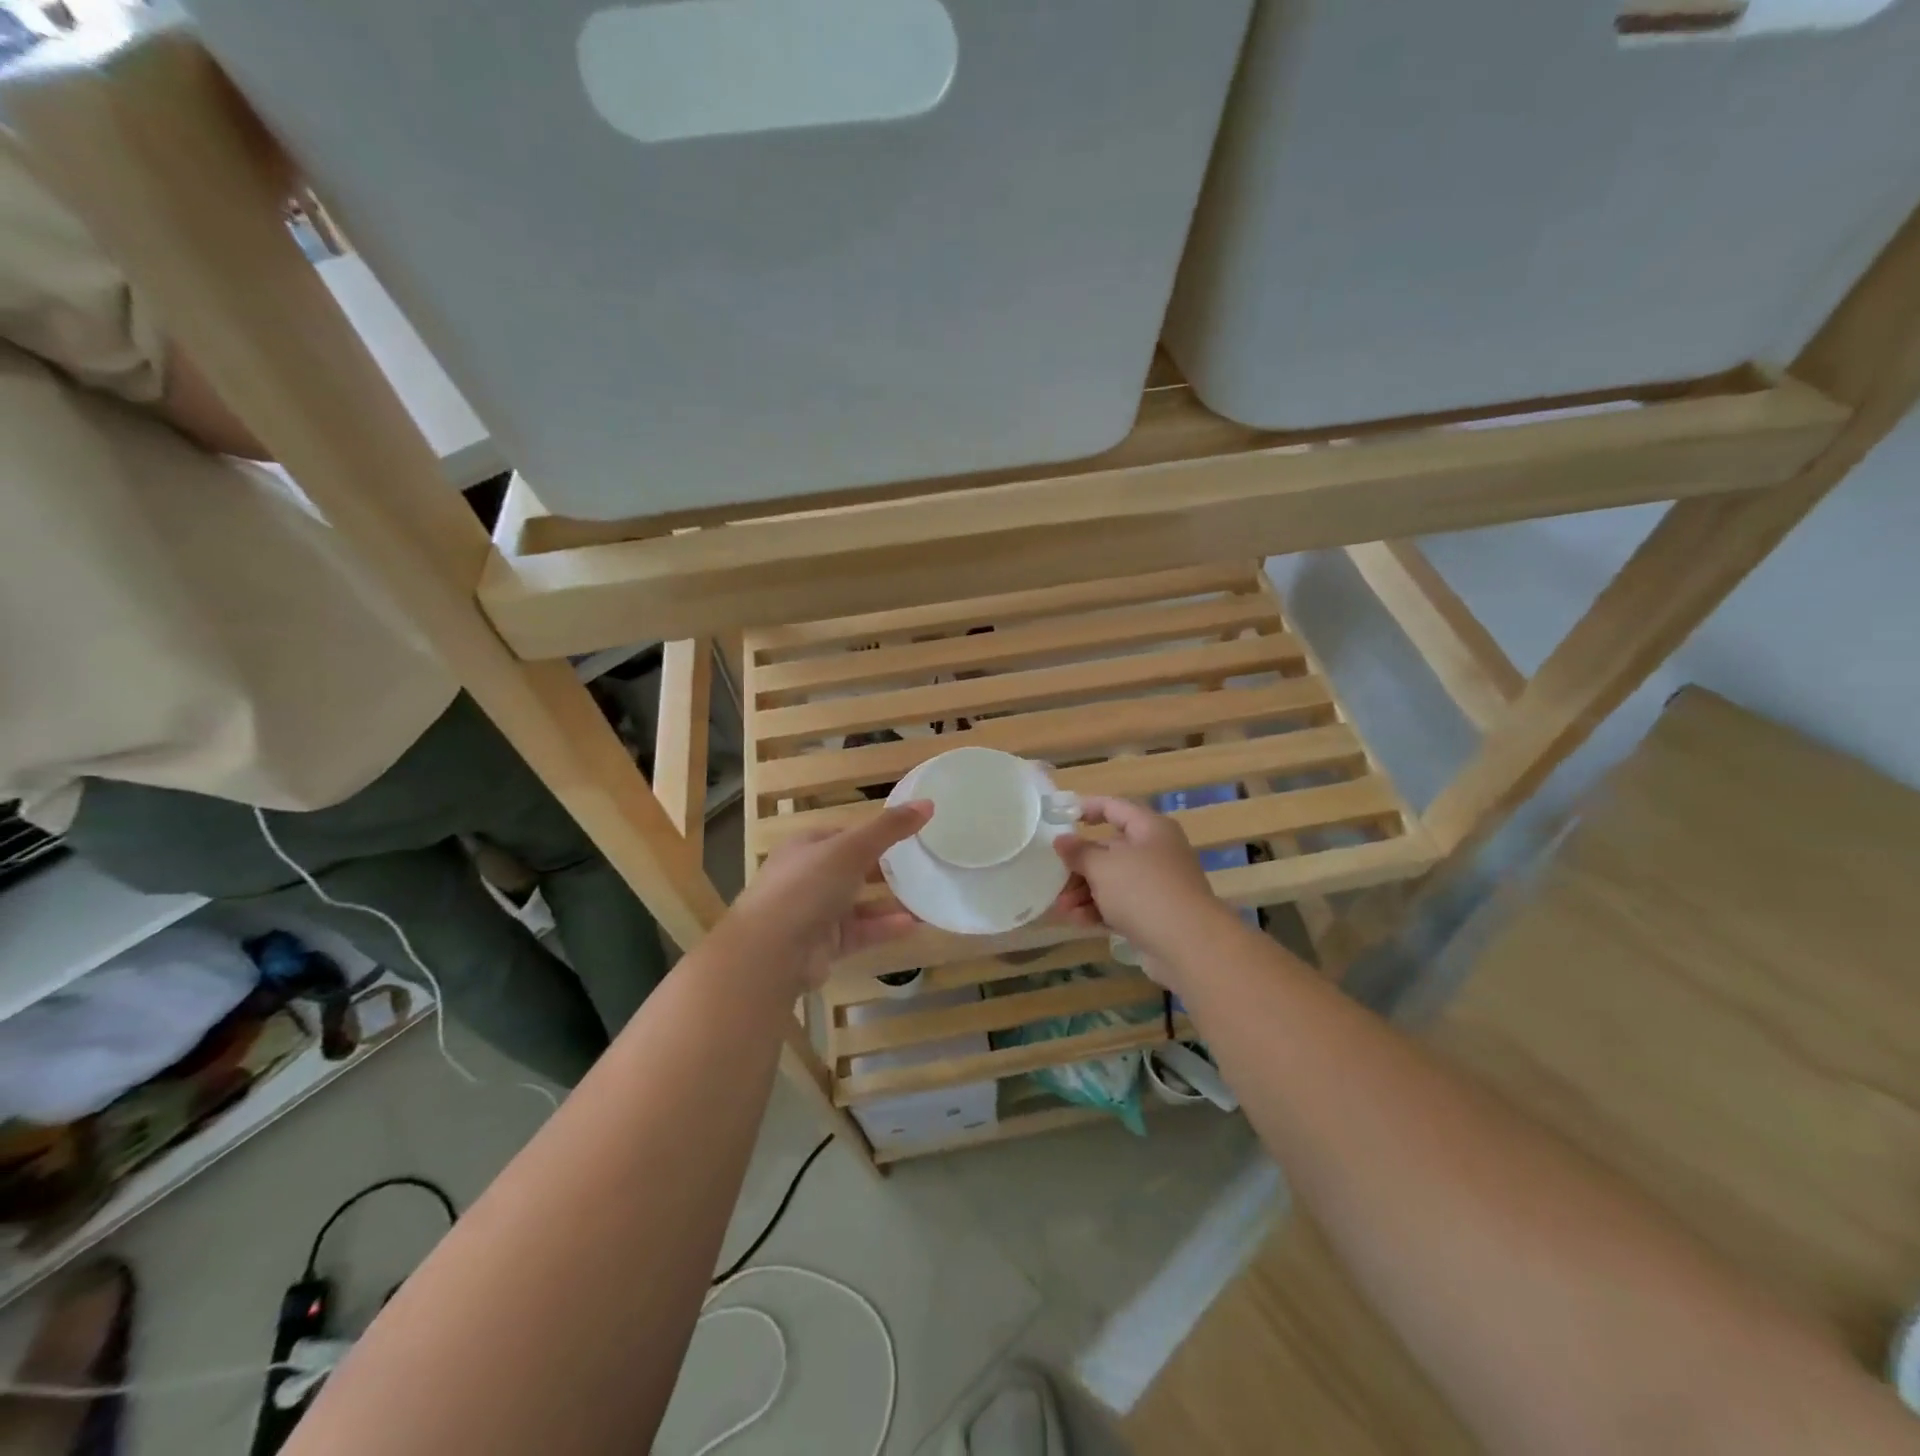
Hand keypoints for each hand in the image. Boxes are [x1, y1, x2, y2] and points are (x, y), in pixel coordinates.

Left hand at [724, 802, 933, 988]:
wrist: (771, 952)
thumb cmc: (807, 886)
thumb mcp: (852, 848)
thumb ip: (889, 828)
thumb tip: (927, 803)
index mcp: (805, 847)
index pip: (843, 835)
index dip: (872, 833)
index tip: (906, 834)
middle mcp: (807, 878)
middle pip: (851, 869)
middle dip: (884, 868)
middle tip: (921, 866)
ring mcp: (814, 913)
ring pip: (858, 903)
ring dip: (889, 900)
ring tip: (926, 897)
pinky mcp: (824, 945)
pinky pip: (860, 932)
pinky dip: (884, 927)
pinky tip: (914, 925)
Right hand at [1052, 796, 1232, 976]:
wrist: (1189, 945)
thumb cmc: (1143, 891)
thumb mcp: (1103, 867)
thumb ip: (1079, 852)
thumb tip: (1062, 840)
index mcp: (1149, 828)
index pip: (1114, 807)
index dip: (1087, 808)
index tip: (1059, 816)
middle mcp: (1156, 852)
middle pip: (1110, 849)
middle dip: (1079, 865)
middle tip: (1053, 878)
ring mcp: (1158, 884)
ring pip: (1113, 880)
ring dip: (1084, 891)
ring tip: (1062, 908)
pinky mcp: (1156, 914)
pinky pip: (1121, 905)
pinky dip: (1100, 909)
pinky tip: (1078, 921)